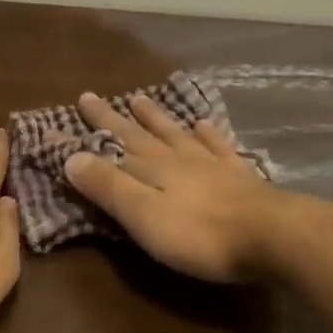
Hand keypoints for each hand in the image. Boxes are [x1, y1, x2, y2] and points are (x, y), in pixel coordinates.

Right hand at [63, 92, 291, 283]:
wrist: (273, 236)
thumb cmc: (200, 234)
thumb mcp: (143, 215)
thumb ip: (108, 186)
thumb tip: (70, 157)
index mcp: (150, 169)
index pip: (108, 148)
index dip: (83, 136)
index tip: (59, 119)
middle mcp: (177, 158)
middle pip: (139, 134)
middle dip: (113, 117)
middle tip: (92, 96)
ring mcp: (210, 164)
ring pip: (175, 134)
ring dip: (155, 118)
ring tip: (140, 99)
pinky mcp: (239, 177)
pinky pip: (217, 146)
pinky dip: (206, 133)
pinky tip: (202, 123)